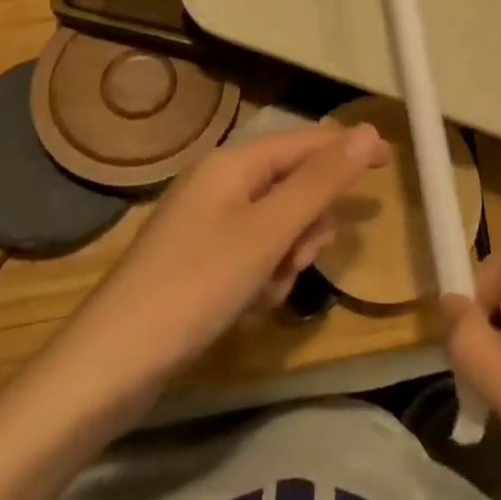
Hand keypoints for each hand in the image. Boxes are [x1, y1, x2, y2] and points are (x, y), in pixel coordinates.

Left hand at [62, 121, 388, 391]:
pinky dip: (262, 277)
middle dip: (307, 222)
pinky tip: (247, 306)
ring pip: (277, 225)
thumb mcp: (268, 233)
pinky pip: (254, 254)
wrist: (110, 366)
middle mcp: (220, 183)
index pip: (306, 142)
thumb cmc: (195, 286)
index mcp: (233, 163)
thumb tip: (367, 133)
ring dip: (286, 255)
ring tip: (267, 289)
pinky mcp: (201, 260)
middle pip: (293, 185)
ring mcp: (208, 223)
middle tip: (300, 257)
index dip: (348, 150)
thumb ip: (320, 182)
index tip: (390, 163)